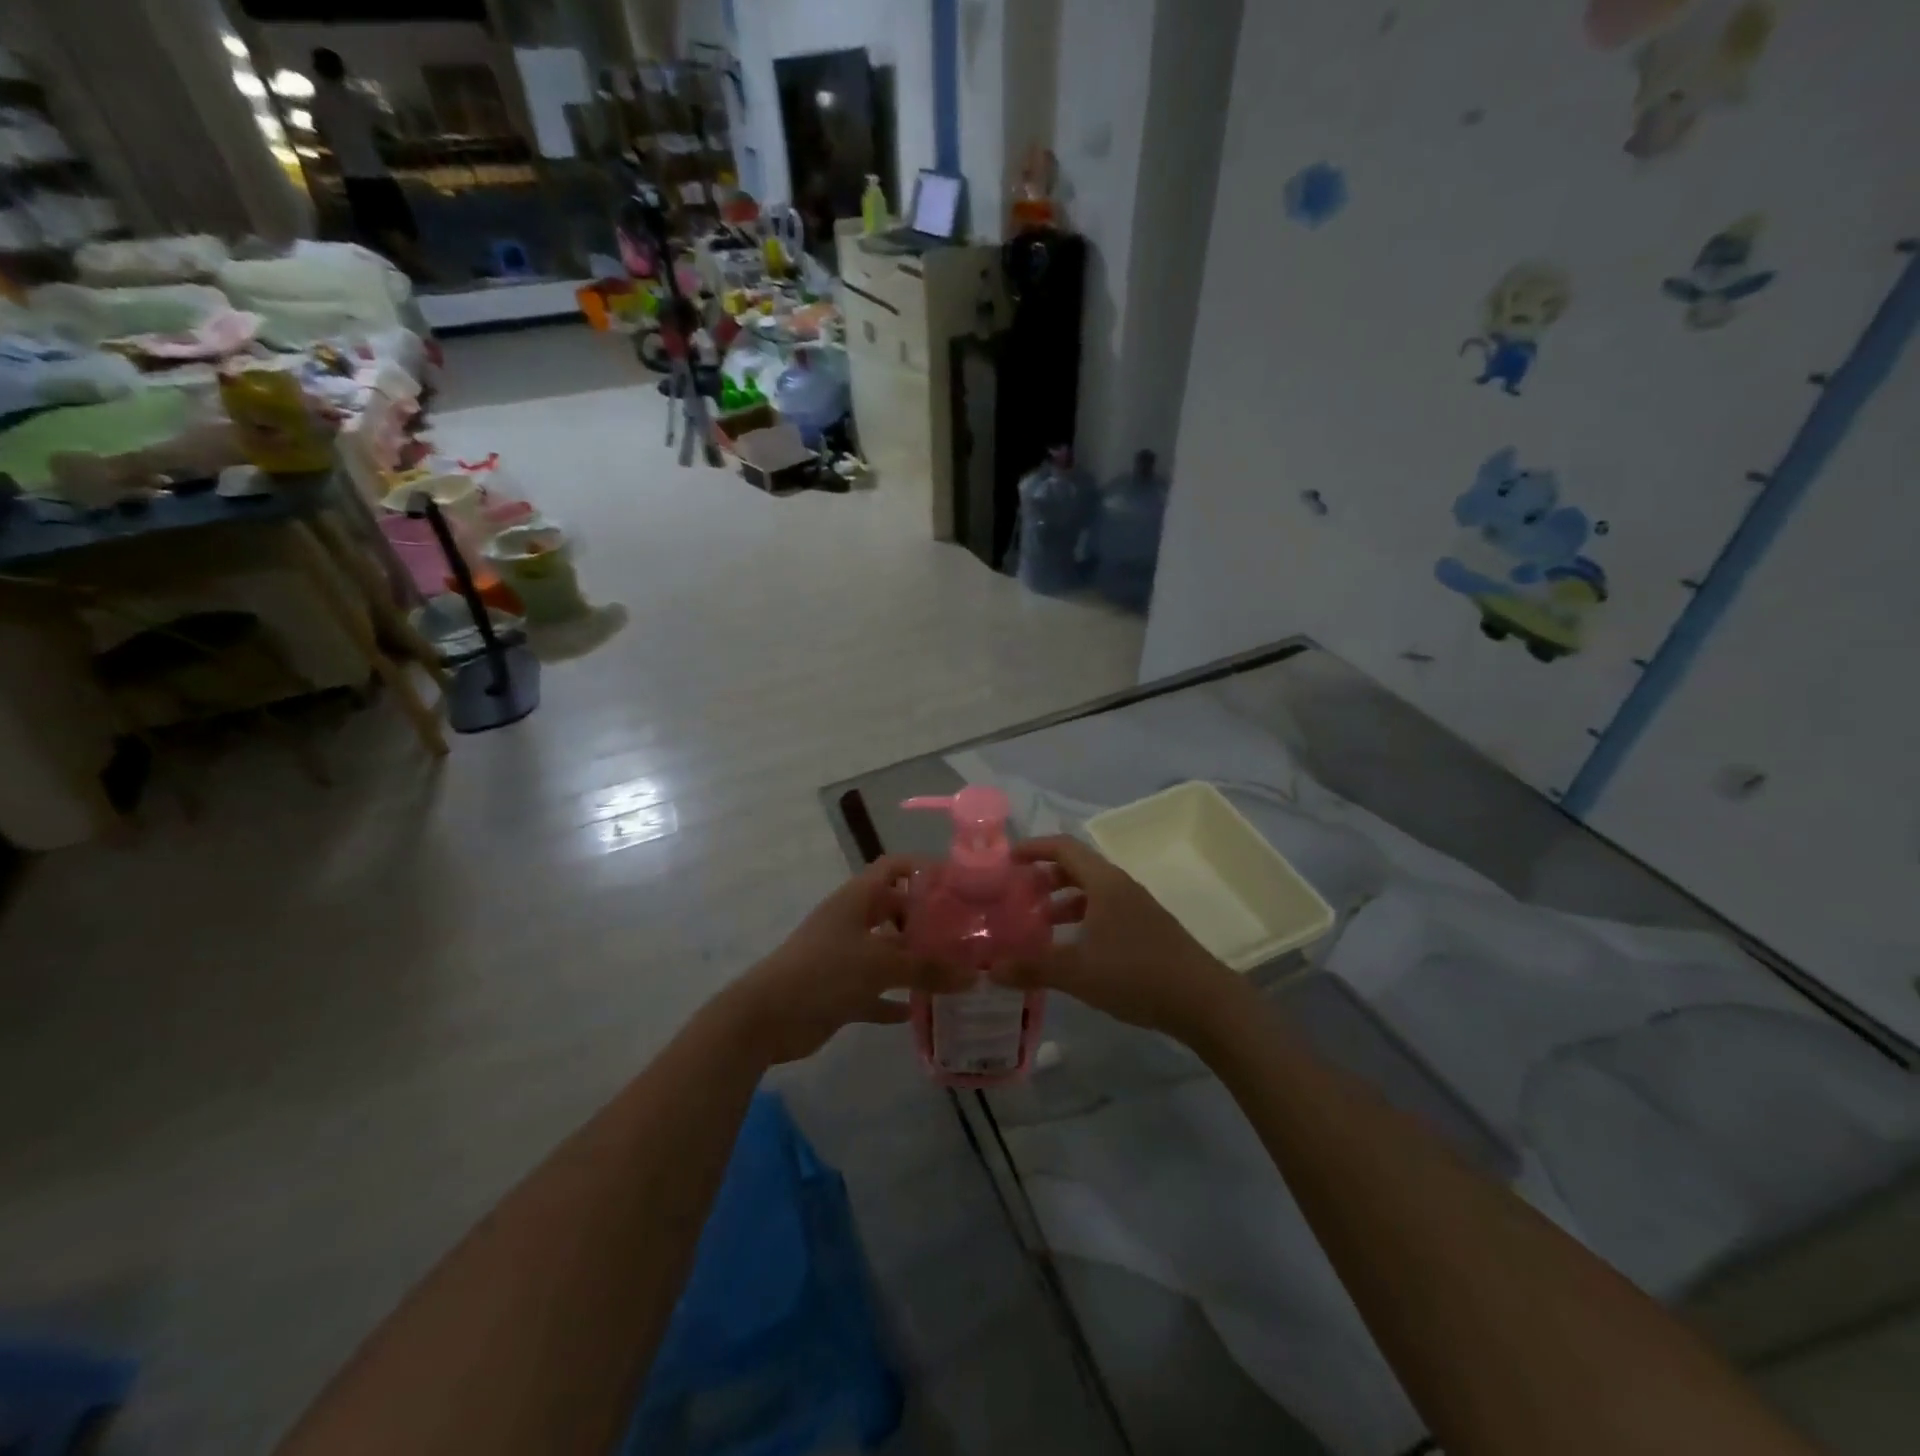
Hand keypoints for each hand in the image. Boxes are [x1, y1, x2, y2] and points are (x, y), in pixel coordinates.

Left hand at [719, 856, 968, 1064]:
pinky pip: (875, 991)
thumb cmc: (824, 972)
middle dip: (927, 920)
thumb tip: (975, 976)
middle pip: (895, 910)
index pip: (893, 867)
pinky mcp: (840, 990)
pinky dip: (894, 999)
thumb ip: (927, 969)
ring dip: (914, 962)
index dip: (923, 869)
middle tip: (965, 934)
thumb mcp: (880, 966)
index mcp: (857, 899)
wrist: (766, 1017)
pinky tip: (919, 1012)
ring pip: (888, 953)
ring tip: (953, 972)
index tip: (958, 883)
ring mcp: (844, 956)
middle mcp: (852, 921)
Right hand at [989, 836, 1245, 1044]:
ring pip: (1090, 892)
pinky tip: (1070, 948)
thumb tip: (989, 969)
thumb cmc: (1136, 974)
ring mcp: (1136, 908)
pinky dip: (1081, 919)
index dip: (1033, 848)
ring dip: (1062, 901)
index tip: (1006, 860)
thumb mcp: (1077, 972)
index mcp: (1104, 882)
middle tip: (1016, 895)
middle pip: (1075, 867)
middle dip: (1043, 877)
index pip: (1063, 847)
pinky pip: (1104, 911)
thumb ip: (1032, 967)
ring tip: (1037, 924)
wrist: (1203, 1001)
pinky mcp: (1145, 929)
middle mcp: (1120, 886)